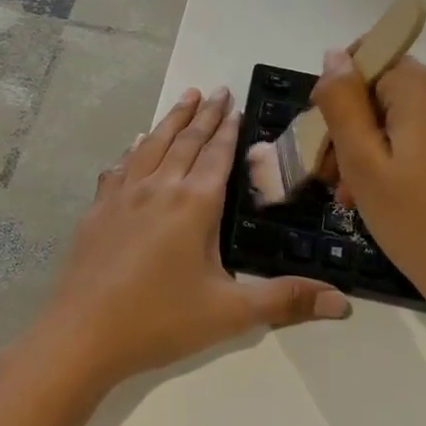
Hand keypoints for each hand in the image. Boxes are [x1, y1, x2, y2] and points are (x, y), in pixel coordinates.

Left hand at [29, 86, 350, 395]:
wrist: (81, 335)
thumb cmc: (160, 320)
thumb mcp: (230, 313)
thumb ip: (285, 301)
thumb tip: (343, 303)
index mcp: (194, 204)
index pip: (217, 154)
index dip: (229, 128)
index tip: (236, 102)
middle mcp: (160, 187)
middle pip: (186, 140)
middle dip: (205, 114)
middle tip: (217, 89)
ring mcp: (124, 195)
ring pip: (152, 145)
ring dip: (171, 120)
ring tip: (185, 98)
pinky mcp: (98, 209)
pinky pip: (120, 167)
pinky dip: (134, 149)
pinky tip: (135, 146)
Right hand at [312, 51, 425, 331]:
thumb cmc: (419, 223)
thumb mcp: (363, 162)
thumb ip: (342, 102)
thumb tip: (334, 54)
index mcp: (425, 85)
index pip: (365, 60)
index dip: (338, 96)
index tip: (325, 142)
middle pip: (383, 89)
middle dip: (352, 129)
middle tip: (335, 182)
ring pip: (402, 115)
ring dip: (373, 147)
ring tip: (356, 197)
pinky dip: (401, 155)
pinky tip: (389, 195)